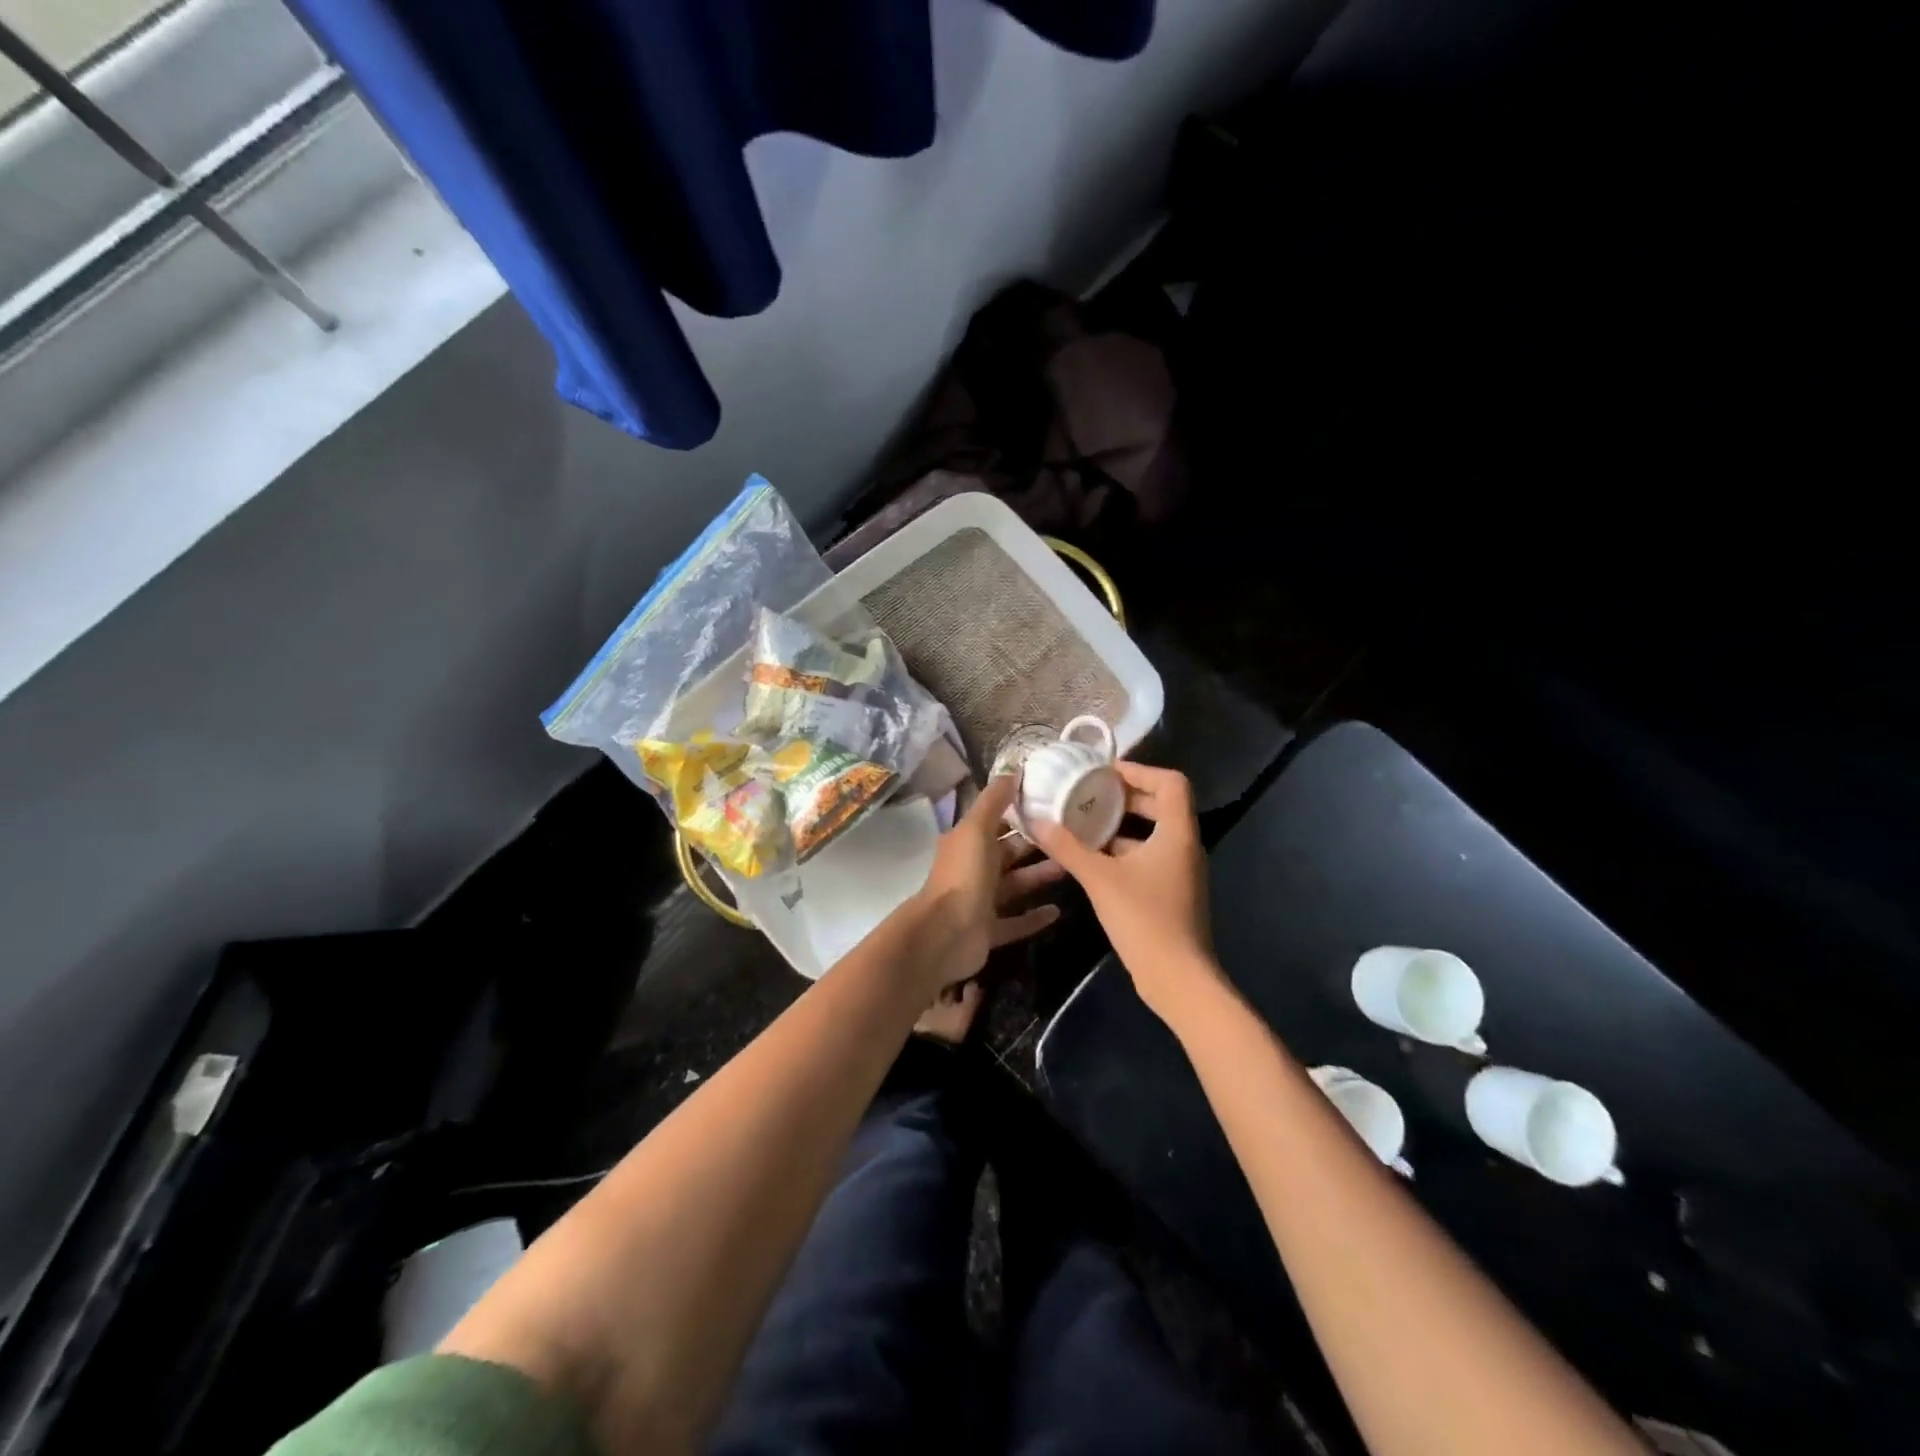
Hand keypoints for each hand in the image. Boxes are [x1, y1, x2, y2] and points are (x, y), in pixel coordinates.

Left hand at [907, 774, 1065, 993]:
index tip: (1052, 804)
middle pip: (1009, 854)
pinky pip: (1016, 922)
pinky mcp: (989, 931)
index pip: (997, 823)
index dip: (1020, 813)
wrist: (945, 935)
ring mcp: (981, 902)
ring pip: (1016, 886)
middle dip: (1036, 845)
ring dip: (1040, 877)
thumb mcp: (977, 829)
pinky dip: (1034, 917)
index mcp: (967, 843)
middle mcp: (973, 869)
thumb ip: (994, 800)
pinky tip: (1058, 911)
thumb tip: (1012, 770)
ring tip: (1072, 868)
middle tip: (1072, 836)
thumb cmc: (963, 875)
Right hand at [1030, 762, 1219, 1020]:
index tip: (1105, 773)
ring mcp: (1181, 870)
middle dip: (1125, 796)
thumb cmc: (1143, 920)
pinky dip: (1124, 849)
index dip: (1139, 770)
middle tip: (1089, 793)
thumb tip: (1038, 821)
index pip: (1171, 782)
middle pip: (1162, 804)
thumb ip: (1068, 848)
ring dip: (1122, 824)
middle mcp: (1184, 846)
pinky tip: (1093, 858)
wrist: (1177, 979)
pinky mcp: (1172, 891)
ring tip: (1084, 822)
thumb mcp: (1099, 879)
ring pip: (1153, 832)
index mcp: (1177, 833)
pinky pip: (1149, 855)